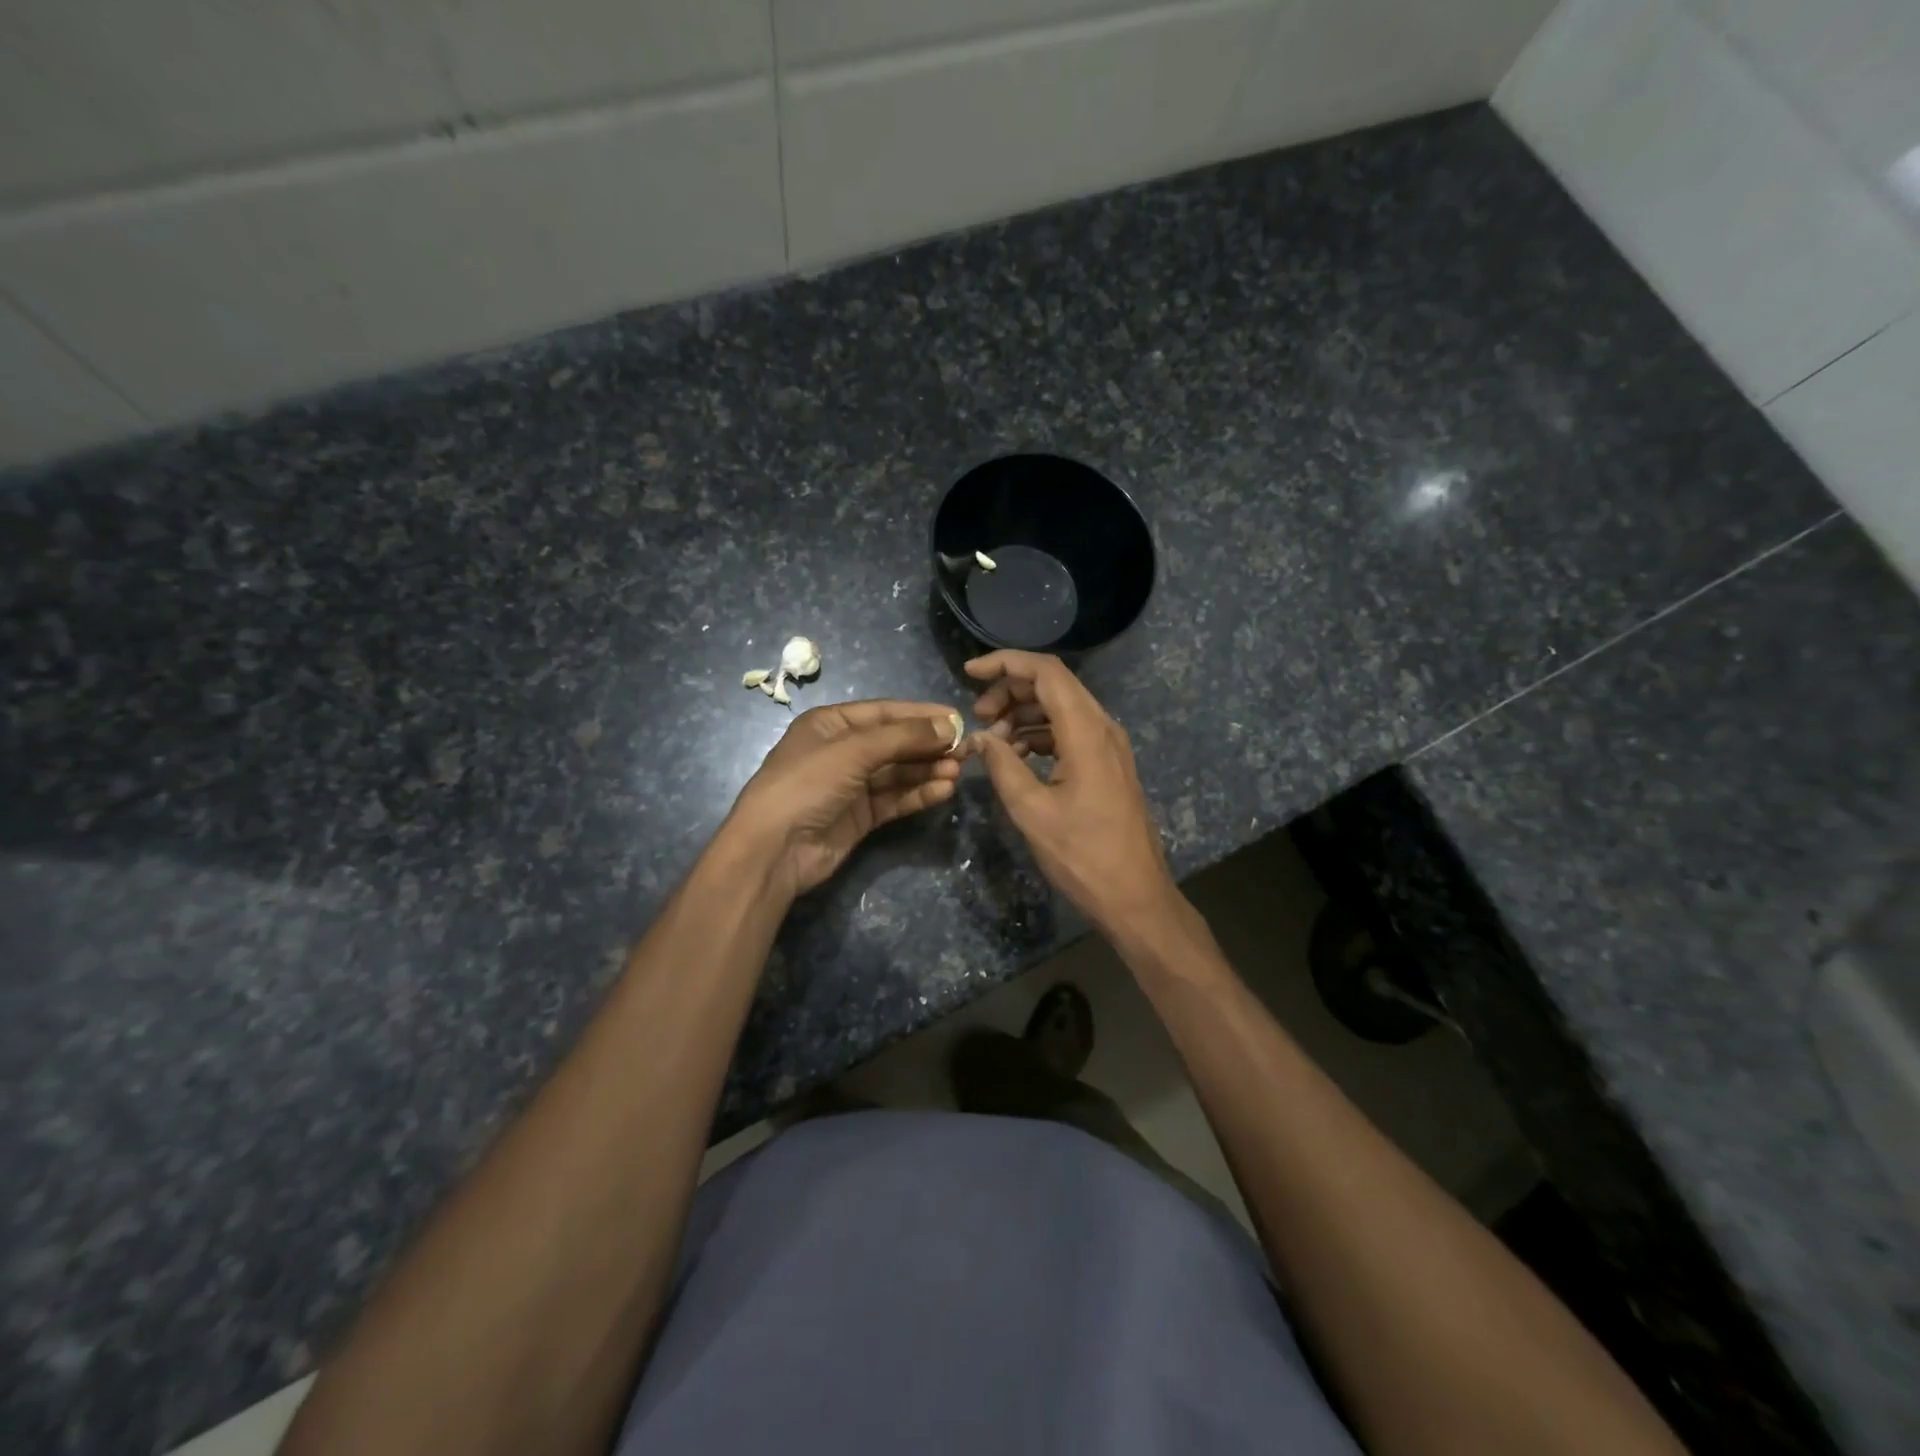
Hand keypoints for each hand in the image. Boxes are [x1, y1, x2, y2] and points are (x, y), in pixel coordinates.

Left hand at [726, 700, 960, 898]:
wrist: (774, 849)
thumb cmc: (807, 784)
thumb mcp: (854, 750)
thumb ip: (903, 737)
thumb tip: (950, 726)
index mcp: (831, 724)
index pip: (885, 713)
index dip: (921, 715)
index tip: (958, 718)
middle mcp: (842, 751)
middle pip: (895, 743)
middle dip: (929, 745)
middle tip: (966, 749)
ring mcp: (851, 786)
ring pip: (898, 772)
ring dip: (927, 770)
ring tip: (958, 771)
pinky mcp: (860, 816)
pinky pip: (895, 799)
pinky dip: (918, 794)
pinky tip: (943, 790)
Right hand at [966, 651, 1177, 938]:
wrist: (1135, 896)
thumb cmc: (1083, 856)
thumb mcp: (1032, 811)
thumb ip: (1002, 766)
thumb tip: (981, 738)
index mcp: (1087, 732)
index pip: (1046, 672)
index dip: (1006, 663)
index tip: (970, 672)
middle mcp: (1103, 728)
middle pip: (1054, 685)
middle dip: (1011, 690)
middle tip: (978, 716)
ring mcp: (1109, 746)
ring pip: (1062, 708)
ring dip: (1024, 714)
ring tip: (992, 740)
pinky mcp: (1108, 764)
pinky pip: (1070, 732)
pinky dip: (1040, 734)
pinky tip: (1016, 756)